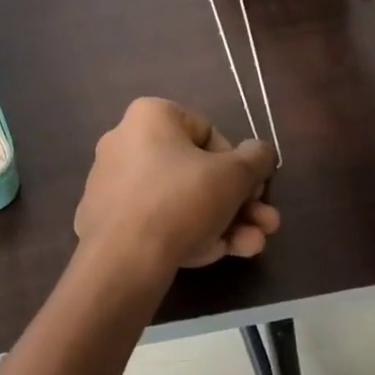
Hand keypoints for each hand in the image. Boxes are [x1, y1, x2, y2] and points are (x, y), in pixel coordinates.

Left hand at [75, 99, 279, 277]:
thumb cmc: (182, 199)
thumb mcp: (235, 175)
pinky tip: (222, 254)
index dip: (238, 162)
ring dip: (225, 222)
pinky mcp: (108, 221)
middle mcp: (125, 144)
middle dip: (238, 201)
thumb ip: (256, 159)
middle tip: (266, 223)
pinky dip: (190, 234)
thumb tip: (260, 152)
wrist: (124, 257)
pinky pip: (157, 221)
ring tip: (253, 245)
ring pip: (181, 201)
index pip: (207, 131)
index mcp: (149, 117)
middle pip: (196, 172)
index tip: (253, 187)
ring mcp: (113, 185)